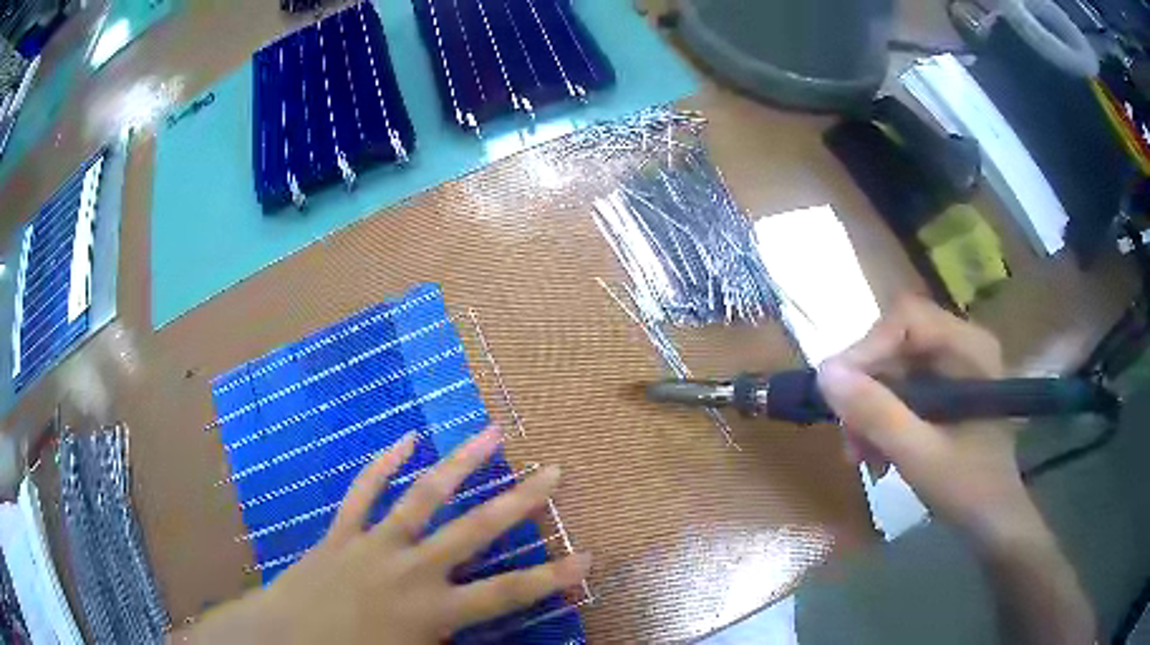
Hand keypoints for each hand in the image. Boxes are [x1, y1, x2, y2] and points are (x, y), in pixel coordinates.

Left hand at [176, 427, 590, 644]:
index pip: (507, 593)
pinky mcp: (341, 533)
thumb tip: (490, 641)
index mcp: (432, 609)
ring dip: (458, 464)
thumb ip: (453, 644)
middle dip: (519, 501)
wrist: (282, 641)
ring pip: (422, 497)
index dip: (551, 577)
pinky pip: (362, 492)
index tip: (588, 556)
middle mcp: (410, 569)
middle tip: (553, 471)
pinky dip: (382, 463)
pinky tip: (403, 437)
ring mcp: (373, 544)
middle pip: (474, 530)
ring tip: (489, 433)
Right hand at [817, 296, 1096, 643]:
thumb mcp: (920, 456)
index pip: (907, 319)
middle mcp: (962, 344)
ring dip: (870, 410)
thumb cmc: (969, 489)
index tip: (835, 394)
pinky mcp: (945, 389)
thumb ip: (877, 414)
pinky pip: (901, 390)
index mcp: (969, 347)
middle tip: (848, 438)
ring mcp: (954, 367)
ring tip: (859, 456)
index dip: (867, 349)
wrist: (993, 520)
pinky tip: (876, 455)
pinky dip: (882, 420)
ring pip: (894, 369)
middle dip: (866, 390)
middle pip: (896, 343)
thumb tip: (824, 373)